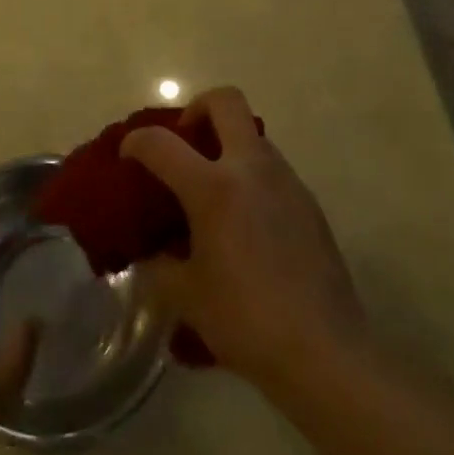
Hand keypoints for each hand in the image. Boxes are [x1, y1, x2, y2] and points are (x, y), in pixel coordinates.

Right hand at [121, 88, 367, 393]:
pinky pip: (272, 168)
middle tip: (184, 142)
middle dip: (197, 108)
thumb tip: (152, 254)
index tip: (128, 156)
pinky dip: (250, 175)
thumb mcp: (187, 296)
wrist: (326, 353)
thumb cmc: (247, 320)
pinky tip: (245, 221)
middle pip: (225, 101)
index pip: (162, 143)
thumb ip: (160, 266)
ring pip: (252, 134)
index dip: (137, 143)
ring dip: (227, 144)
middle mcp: (251, 168)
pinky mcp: (308, 202)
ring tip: (213, 188)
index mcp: (214, 187)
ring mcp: (286, 180)